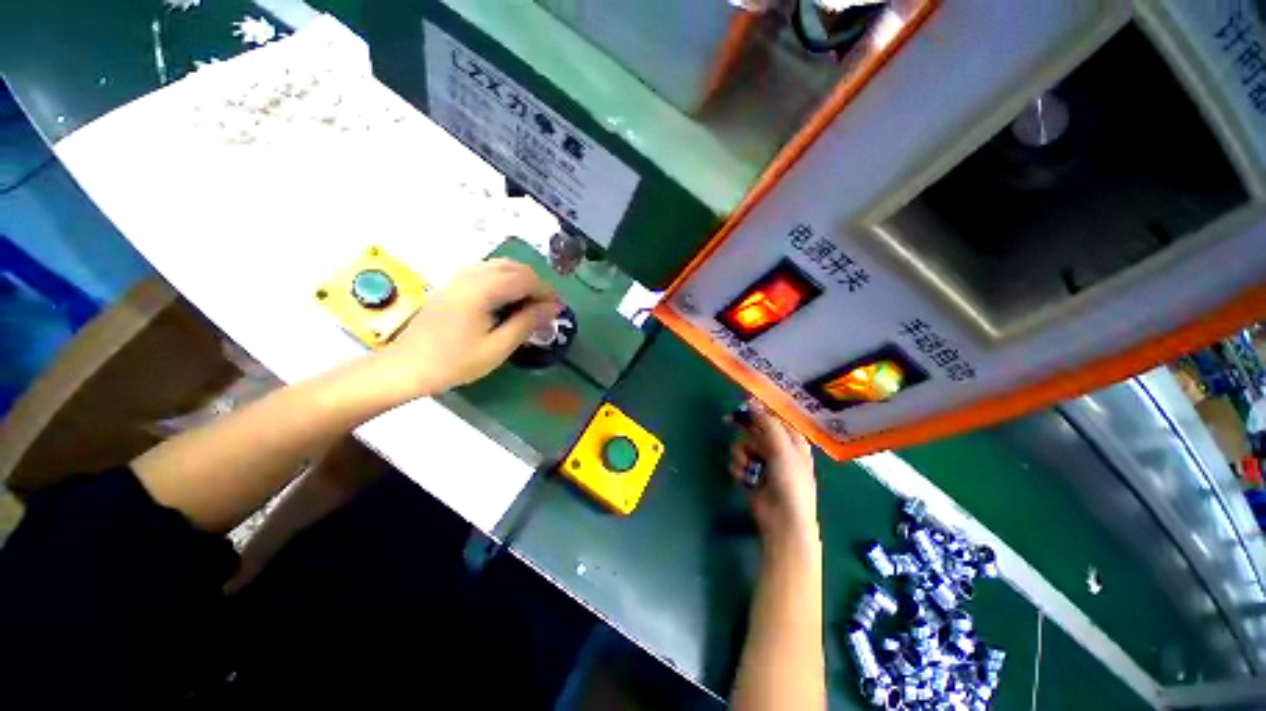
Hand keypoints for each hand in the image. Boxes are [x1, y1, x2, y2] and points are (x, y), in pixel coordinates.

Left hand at [378, 258, 558, 396]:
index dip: (546, 292)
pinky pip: (486, 271)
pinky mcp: (453, 285)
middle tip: (544, 309)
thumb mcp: (497, 348)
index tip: (557, 309)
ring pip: (499, 266)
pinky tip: (506, 300)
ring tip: (528, 305)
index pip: (525, 279)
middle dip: (535, 284)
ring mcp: (459, 278)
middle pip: (514, 267)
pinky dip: (504, 280)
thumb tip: (552, 307)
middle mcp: (471, 277)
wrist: (407, 366)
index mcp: (482, 291)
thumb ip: (526, 323)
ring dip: (520, 280)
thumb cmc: (454, 362)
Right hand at [728, 404, 818, 552]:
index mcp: (792, 440)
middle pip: (754, 429)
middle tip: (726, 420)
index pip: (772, 417)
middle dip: (744, 431)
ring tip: (746, 465)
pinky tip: (743, 476)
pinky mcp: (751, 474)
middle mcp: (778, 448)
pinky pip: (738, 460)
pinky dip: (738, 466)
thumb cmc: (789, 482)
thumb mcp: (782, 448)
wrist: (783, 520)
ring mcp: (763, 462)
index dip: (757, 409)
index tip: (740, 404)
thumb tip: (751, 404)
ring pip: (742, 443)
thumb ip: (767, 424)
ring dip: (740, 452)